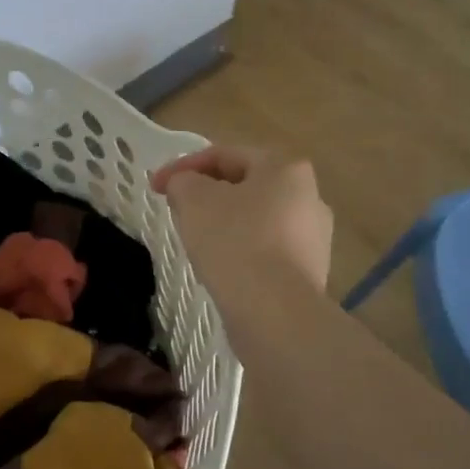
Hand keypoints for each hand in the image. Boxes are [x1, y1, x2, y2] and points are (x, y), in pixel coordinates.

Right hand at [151, 146, 333, 296]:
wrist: (276, 313)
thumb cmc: (235, 243)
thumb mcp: (194, 200)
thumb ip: (183, 182)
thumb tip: (186, 186)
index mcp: (285, 168)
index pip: (225, 155)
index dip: (183, 166)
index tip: (155, 188)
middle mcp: (309, 196)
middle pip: (244, 186)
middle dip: (207, 194)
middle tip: (177, 211)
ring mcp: (314, 237)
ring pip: (256, 219)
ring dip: (224, 224)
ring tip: (197, 242)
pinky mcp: (309, 272)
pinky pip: (266, 250)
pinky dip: (241, 252)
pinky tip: (222, 269)